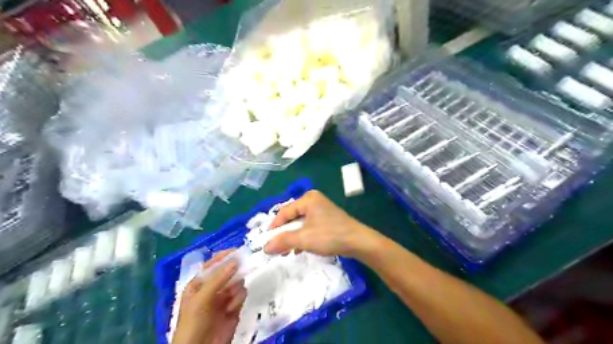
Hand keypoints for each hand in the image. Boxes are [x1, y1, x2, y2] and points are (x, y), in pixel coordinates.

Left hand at [171, 250, 246, 343]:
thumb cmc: (194, 322)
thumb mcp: (202, 298)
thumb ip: (219, 278)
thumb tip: (236, 260)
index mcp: (199, 283)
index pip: (213, 265)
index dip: (224, 256)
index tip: (237, 250)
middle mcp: (212, 288)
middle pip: (228, 271)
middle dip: (234, 271)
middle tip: (243, 267)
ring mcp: (224, 297)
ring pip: (237, 282)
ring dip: (236, 287)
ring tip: (230, 298)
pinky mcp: (234, 306)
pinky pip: (241, 294)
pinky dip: (238, 299)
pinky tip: (231, 309)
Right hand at [263, 189, 378, 258]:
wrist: (358, 242)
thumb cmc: (330, 235)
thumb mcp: (304, 238)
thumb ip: (283, 241)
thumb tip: (265, 247)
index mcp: (308, 199)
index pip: (284, 211)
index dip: (274, 227)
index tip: (266, 242)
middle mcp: (314, 200)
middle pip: (292, 217)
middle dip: (284, 233)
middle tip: (277, 248)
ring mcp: (321, 209)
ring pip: (300, 223)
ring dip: (293, 237)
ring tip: (287, 251)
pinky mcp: (327, 219)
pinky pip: (309, 226)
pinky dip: (303, 236)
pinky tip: (300, 249)